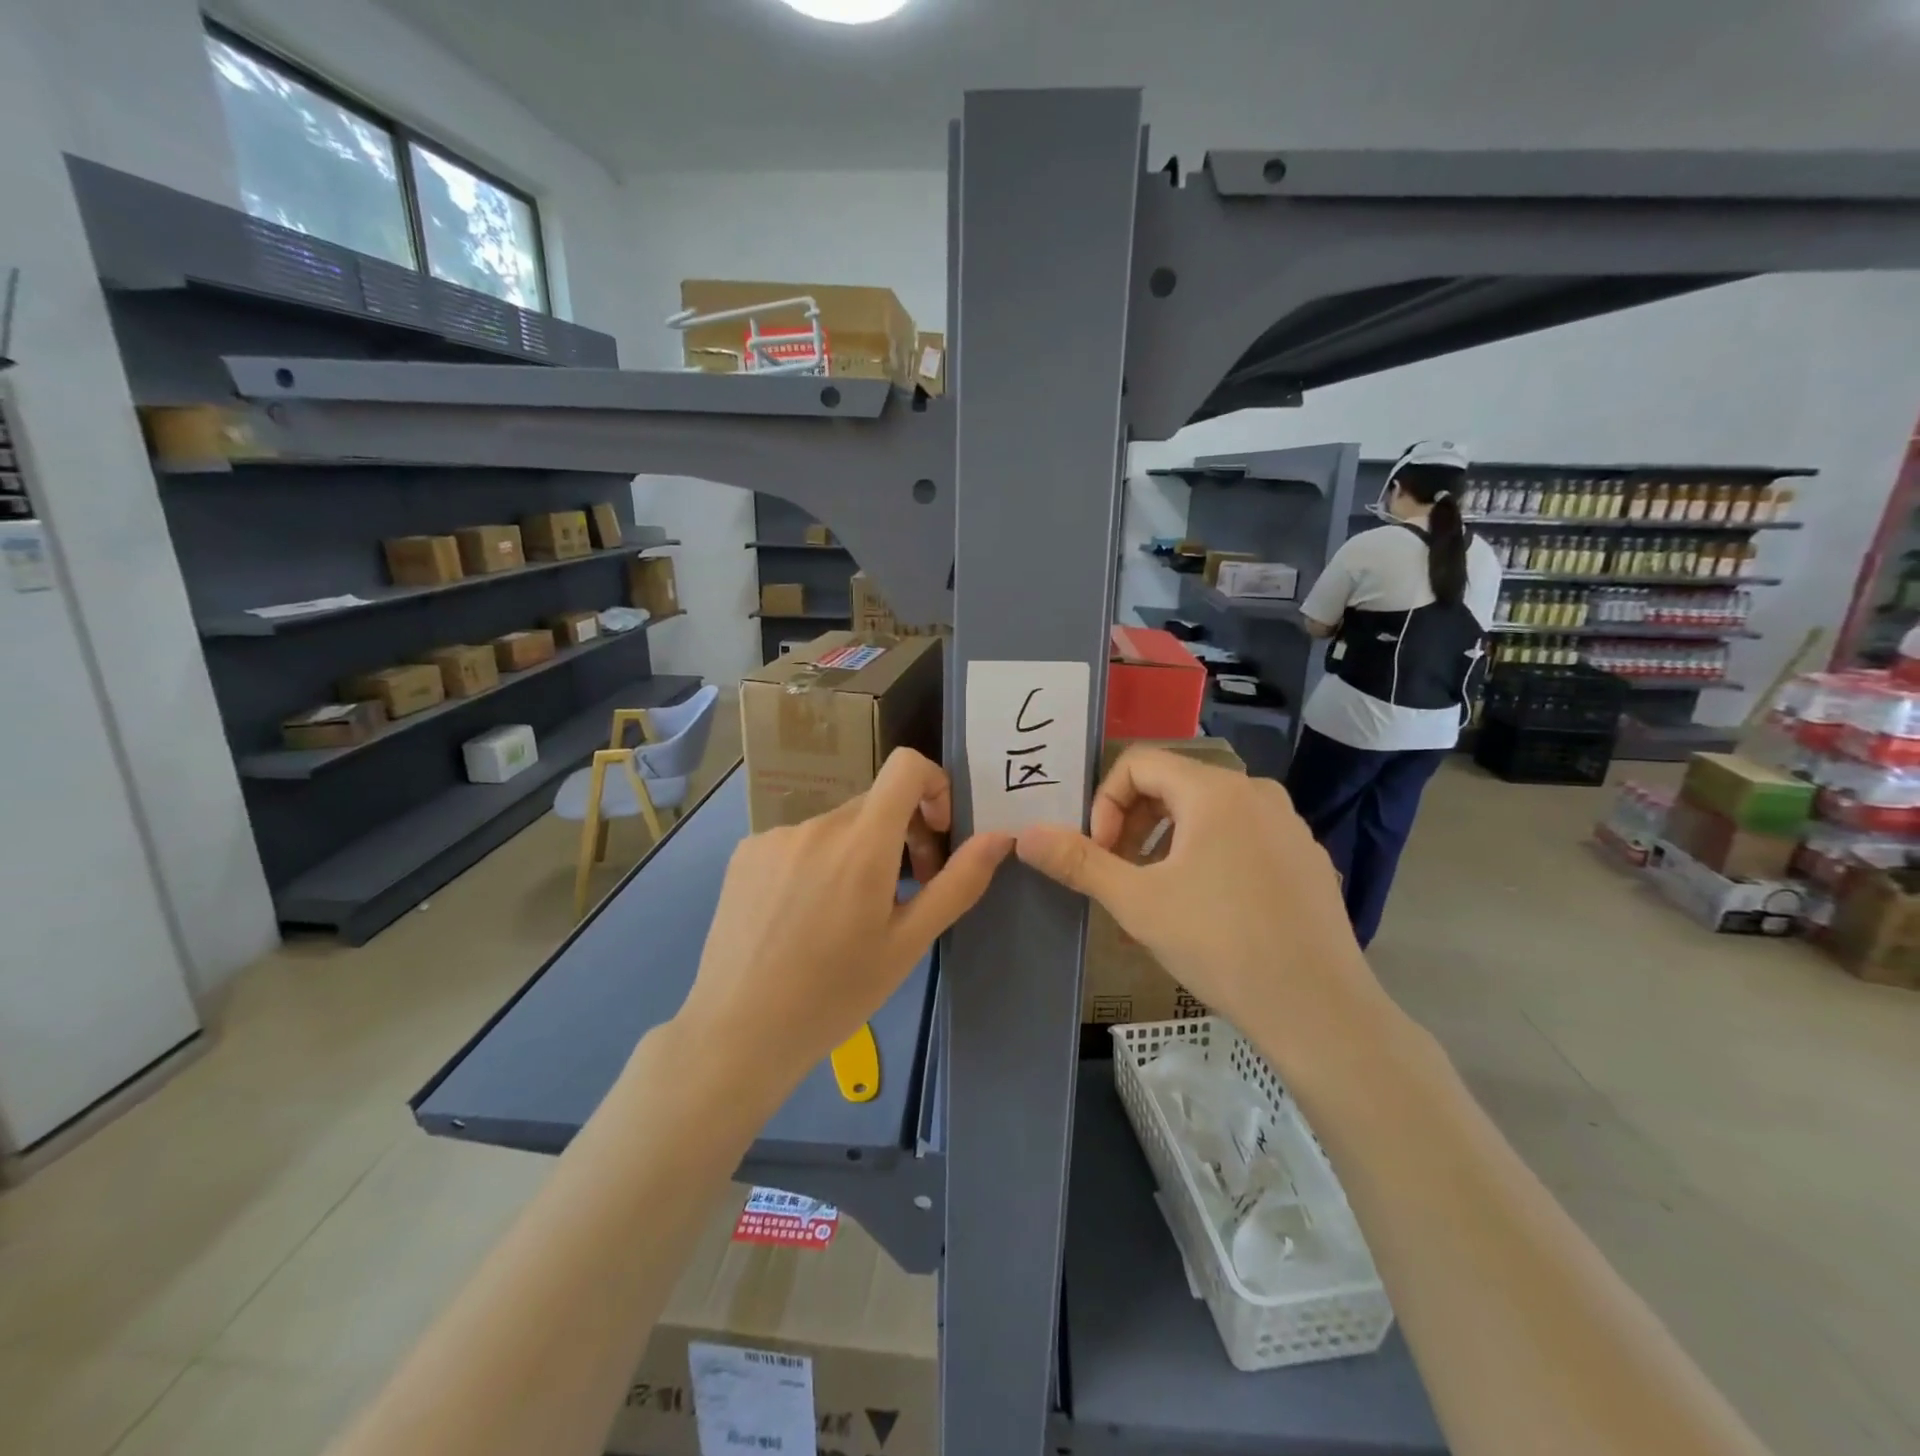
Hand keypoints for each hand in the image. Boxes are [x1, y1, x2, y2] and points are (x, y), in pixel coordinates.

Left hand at [676, 749, 1012, 1094]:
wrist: (738, 1032)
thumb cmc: (836, 994)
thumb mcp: (909, 943)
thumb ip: (958, 883)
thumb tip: (1001, 836)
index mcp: (861, 843)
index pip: (906, 766)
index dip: (934, 785)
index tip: (938, 834)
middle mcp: (816, 824)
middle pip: (875, 804)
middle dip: (903, 835)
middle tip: (904, 894)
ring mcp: (775, 837)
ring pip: (838, 826)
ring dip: (858, 852)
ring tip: (849, 915)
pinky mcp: (745, 853)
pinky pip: (799, 840)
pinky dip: (818, 862)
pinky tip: (805, 916)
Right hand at [1016, 747, 1392, 1076]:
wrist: (1319, 1009)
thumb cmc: (1219, 944)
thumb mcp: (1136, 902)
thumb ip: (1078, 861)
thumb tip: (1024, 835)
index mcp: (1214, 790)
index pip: (1138, 763)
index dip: (1105, 803)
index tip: (1102, 854)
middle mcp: (1256, 792)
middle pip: (1173, 784)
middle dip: (1133, 823)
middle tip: (1122, 874)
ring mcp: (1288, 824)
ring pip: (1208, 812)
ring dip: (1168, 841)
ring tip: (1159, 893)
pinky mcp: (1306, 857)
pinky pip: (1243, 836)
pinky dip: (1210, 854)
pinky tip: (1210, 908)